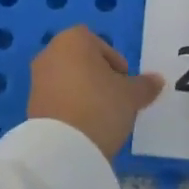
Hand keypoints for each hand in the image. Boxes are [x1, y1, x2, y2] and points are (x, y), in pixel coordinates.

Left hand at [26, 25, 163, 158]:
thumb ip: (145, 85)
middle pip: (83, 61)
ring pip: (69, 80)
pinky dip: (70, 108)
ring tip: (100, 117)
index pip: (100, 44)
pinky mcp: (31, 105)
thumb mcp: (131, 95)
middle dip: (99, 77)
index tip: (124, 84)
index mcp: (73, 40)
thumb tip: (157, 80)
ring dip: (84, 93)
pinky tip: (84, 127)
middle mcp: (50, 53)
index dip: (116, 62)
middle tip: (115, 99)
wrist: (63, 148)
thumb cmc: (100, 106)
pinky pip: (58, 99)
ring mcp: (37, 79)